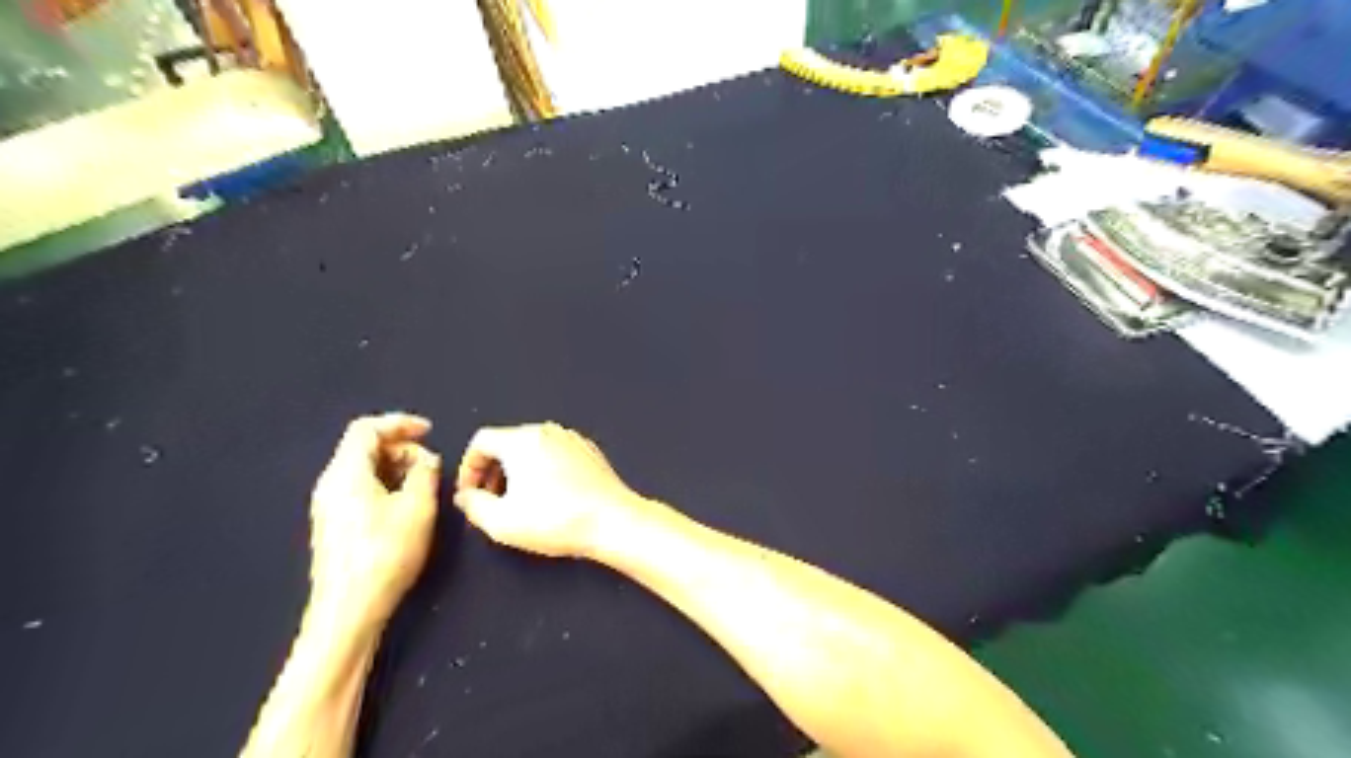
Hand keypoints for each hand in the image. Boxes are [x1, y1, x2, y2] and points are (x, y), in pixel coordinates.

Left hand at [307, 416, 441, 626]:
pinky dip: (385, 484)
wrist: (348, 610)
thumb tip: (425, 460)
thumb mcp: (418, 507)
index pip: (366, 429)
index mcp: (346, 473)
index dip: (399, 423)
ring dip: (395, 467)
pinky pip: (359, 489)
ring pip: (363, 470)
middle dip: (401, 447)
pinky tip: (406, 504)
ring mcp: (328, 507)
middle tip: (431, 463)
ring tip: (424, 483)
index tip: (429, 431)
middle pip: (363, 448)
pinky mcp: (333, 526)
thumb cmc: (385, 553)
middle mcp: (330, 485)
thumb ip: (424, 473)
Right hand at [453, 424, 655, 557]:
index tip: (470, 493)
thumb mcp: (501, 522)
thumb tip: (466, 496)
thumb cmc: (556, 520)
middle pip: (507, 442)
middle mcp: (547, 431)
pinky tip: (549, 497)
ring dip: (517, 471)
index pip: (482, 441)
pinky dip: (543, 469)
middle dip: (492, 470)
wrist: (613, 521)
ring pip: (533, 448)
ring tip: (518, 501)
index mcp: (522, 440)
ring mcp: (572, 439)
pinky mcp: (590, 452)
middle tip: (490, 500)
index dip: (468, 467)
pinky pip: (555, 454)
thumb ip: (474, 505)